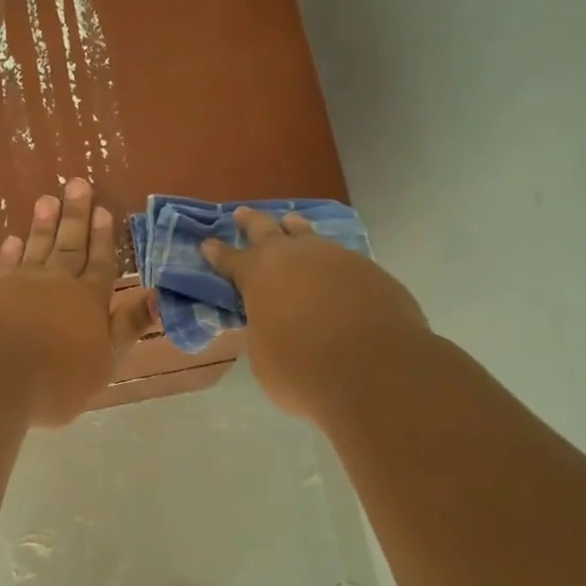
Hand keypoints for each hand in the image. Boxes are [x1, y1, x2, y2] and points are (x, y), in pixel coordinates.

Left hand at [0, 178, 156, 426]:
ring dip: (44, 224)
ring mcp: (22, 285)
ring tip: (48, 199)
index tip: (105, 211)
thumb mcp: (105, 360)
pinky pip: (6, 265)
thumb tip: (159, 295)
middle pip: (70, 246)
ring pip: (38, 247)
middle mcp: (58, 284)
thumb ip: (128, 326)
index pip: (101, 264)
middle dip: (76, 217)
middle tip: (78, 184)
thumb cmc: (57, 376)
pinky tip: (13, 240)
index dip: (104, 239)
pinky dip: (11, 252)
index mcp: (90, 301)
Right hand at [202, 208, 428, 425]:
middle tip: (242, 213)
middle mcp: (297, 256)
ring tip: (291, 224)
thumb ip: (264, 329)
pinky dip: (330, 263)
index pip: (231, 259)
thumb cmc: (304, 371)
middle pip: (268, 230)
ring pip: (310, 236)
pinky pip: (342, 259)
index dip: (217, 253)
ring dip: (296, 231)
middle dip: (252, 222)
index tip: (208, 244)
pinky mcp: (371, 271)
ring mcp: (338, 258)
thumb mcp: (264, 356)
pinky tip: (332, 271)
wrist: (377, 372)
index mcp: (260, 274)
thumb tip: (273, 321)